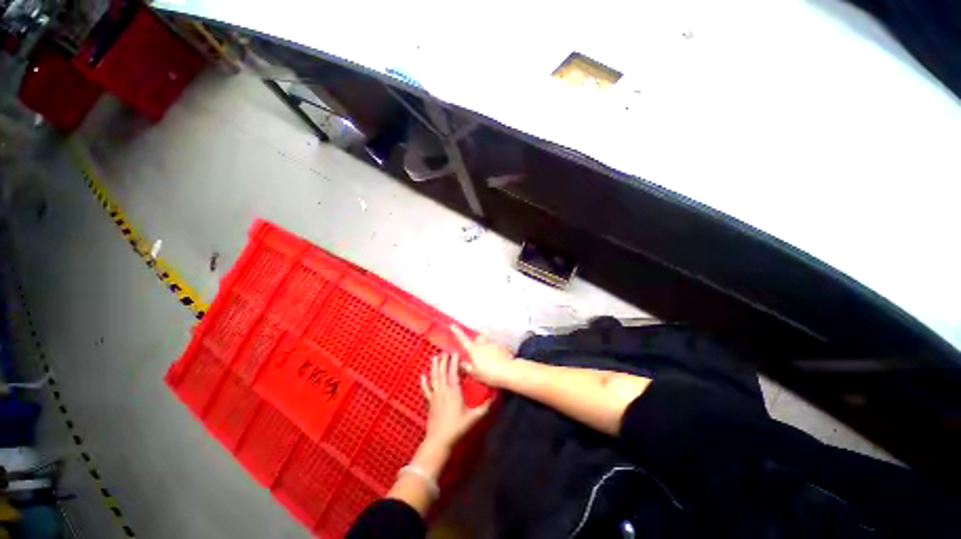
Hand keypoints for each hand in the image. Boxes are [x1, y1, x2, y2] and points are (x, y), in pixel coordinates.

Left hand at [420, 352, 490, 449]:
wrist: (439, 441)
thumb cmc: (457, 428)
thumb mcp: (473, 417)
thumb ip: (485, 407)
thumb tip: (495, 397)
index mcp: (454, 391)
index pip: (454, 372)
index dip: (454, 361)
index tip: (455, 352)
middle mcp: (444, 390)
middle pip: (443, 371)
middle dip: (444, 360)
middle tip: (445, 351)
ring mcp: (435, 395)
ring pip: (434, 377)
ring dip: (434, 366)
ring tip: (435, 357)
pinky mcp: (429, 402)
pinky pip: (426, 390)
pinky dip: (423, 382)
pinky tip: (422, 375)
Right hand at [451, 325, 516, 387]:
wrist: (508, 371)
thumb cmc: (489, 373)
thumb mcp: (475, 374)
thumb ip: (466, 367)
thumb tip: (460, 363)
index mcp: (474, 349)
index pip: (463, 339)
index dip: (457, 332)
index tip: (452, 325)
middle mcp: (483, 343)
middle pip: (478, 338)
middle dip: (477, 340)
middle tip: (478, 350)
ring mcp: (493, 344)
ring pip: (488, 342)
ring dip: (487, 348)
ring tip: (490, 360)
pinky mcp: (502, 347)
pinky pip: (497, 348)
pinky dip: (496, 352)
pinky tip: (498, 361)